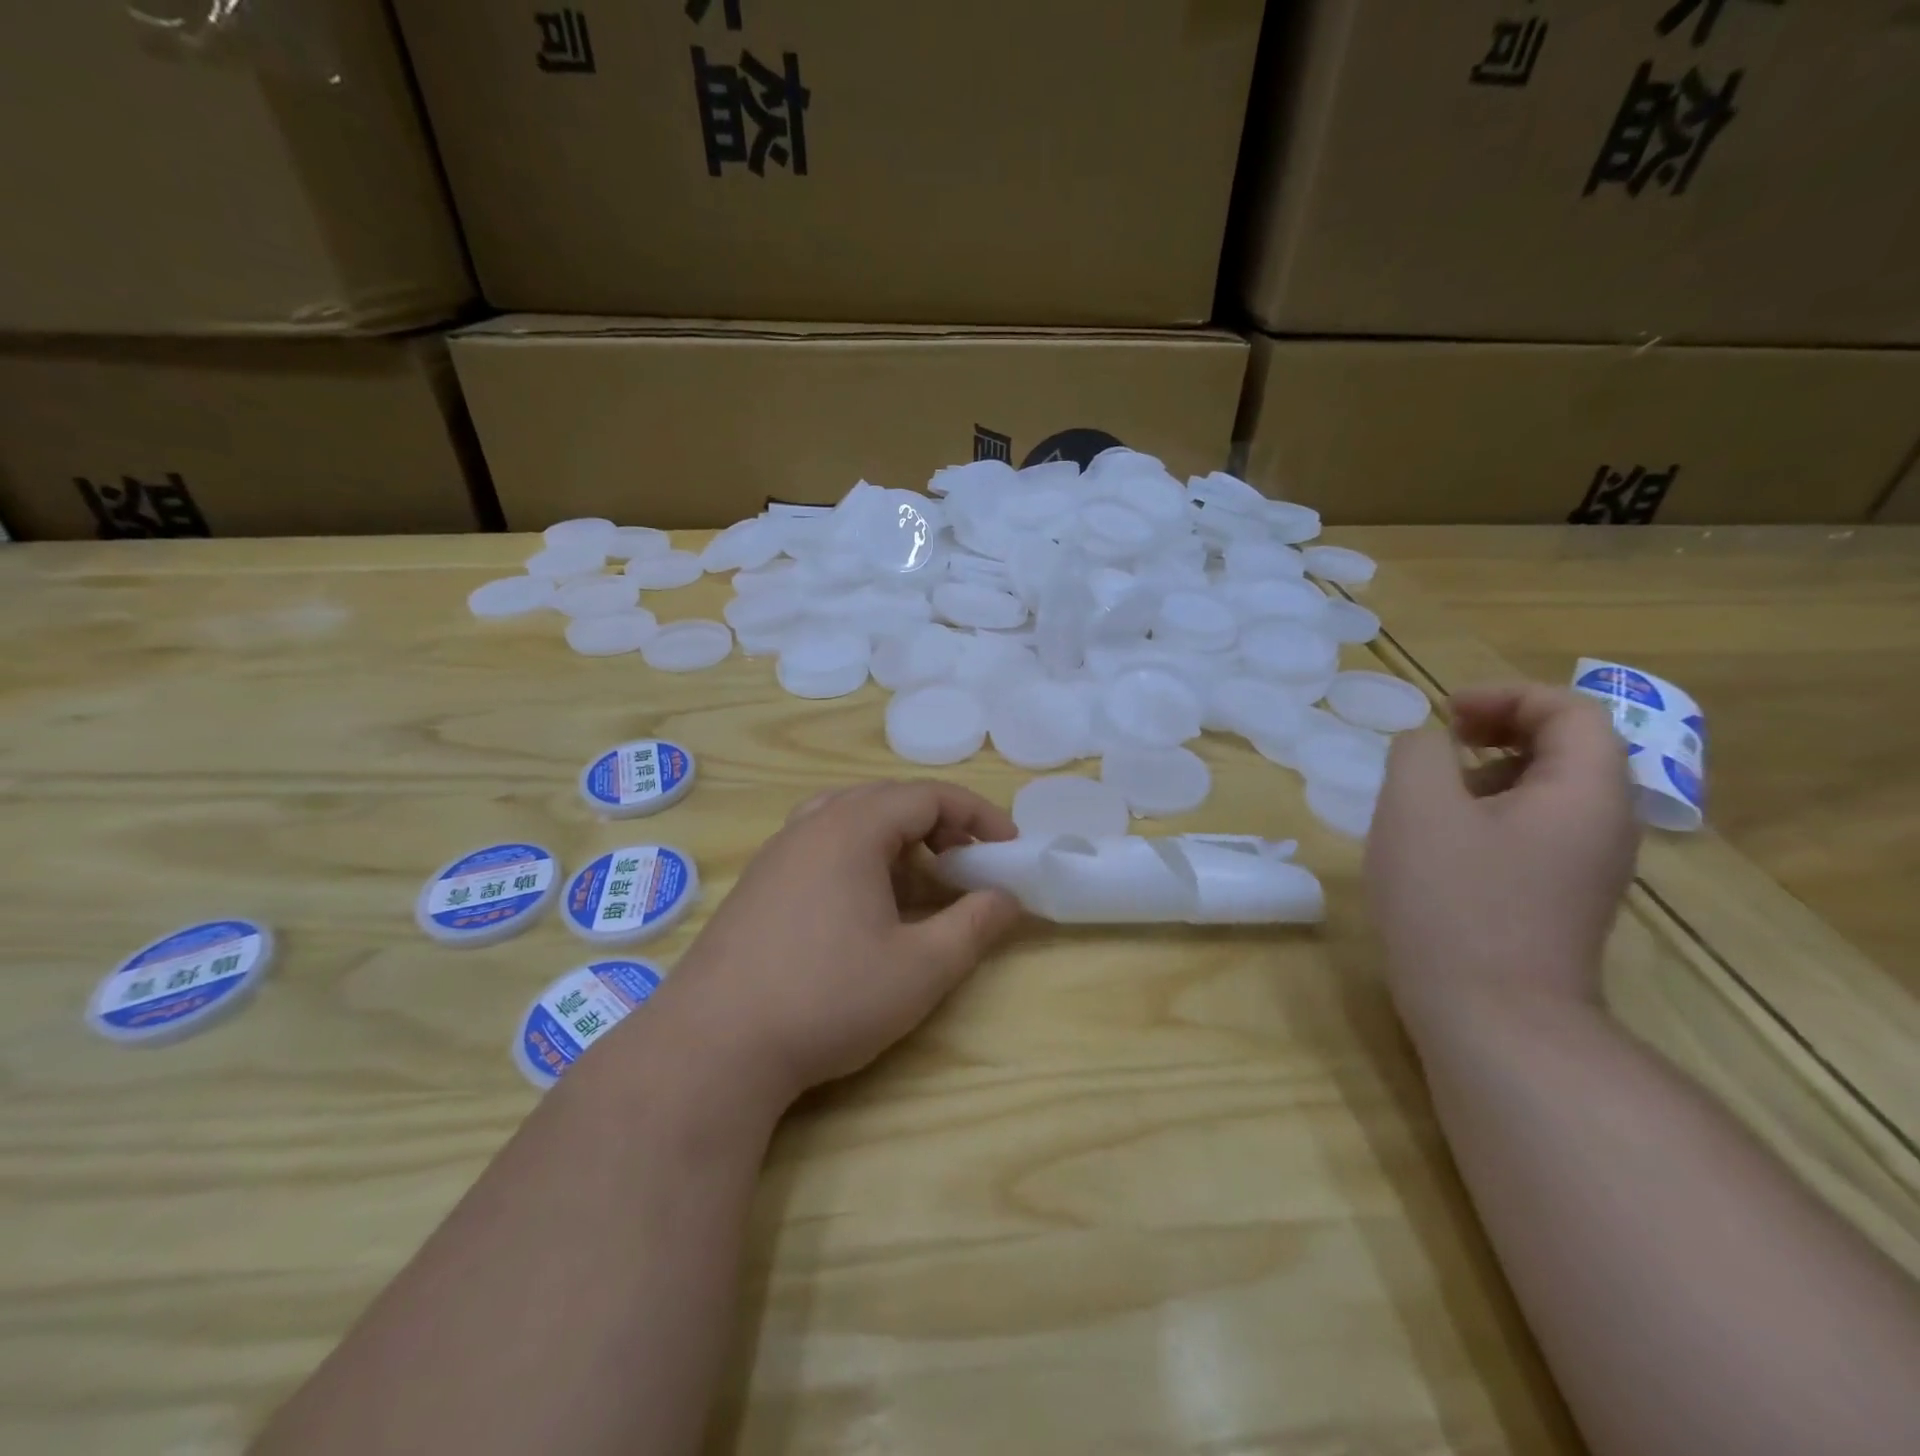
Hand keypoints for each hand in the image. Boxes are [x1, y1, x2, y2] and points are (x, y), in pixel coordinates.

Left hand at [652, 780, 1022, 1108]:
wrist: (712, 1046)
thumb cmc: (827, 998)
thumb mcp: (920, 968)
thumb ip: (974, 926)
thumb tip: (1007, 897)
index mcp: (852, 828)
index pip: (928, 796)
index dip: (976, 815)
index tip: (1006, 848)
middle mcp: (811, 825)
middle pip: (888, 799)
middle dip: (938, 823)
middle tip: (967, 863)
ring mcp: (777, 853)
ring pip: (849, 817)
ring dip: (895, 837)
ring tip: (918, 879)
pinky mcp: (758, 883)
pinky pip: (820, 844)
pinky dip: (859, 855)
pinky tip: (863, 904)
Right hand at [1365, 683, 1639, 1029]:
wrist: (1491, 1018)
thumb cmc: (1453, 901)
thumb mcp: (1416, 808)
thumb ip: (1418, 752)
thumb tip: (1429, 745)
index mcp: (1586, 794)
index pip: (1572, 712)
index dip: (1508, 696)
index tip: (1446, 713)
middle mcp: (1603, 826)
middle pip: (1568, 749)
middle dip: (1500, 730)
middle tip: (1441, 741)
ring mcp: (1586, 869)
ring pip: (1548, 793)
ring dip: (1489, 773)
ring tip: (1430, 792)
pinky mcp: (1559, 900)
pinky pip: (1534, 832)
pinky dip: (1489, 814)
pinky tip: (1439, 842)